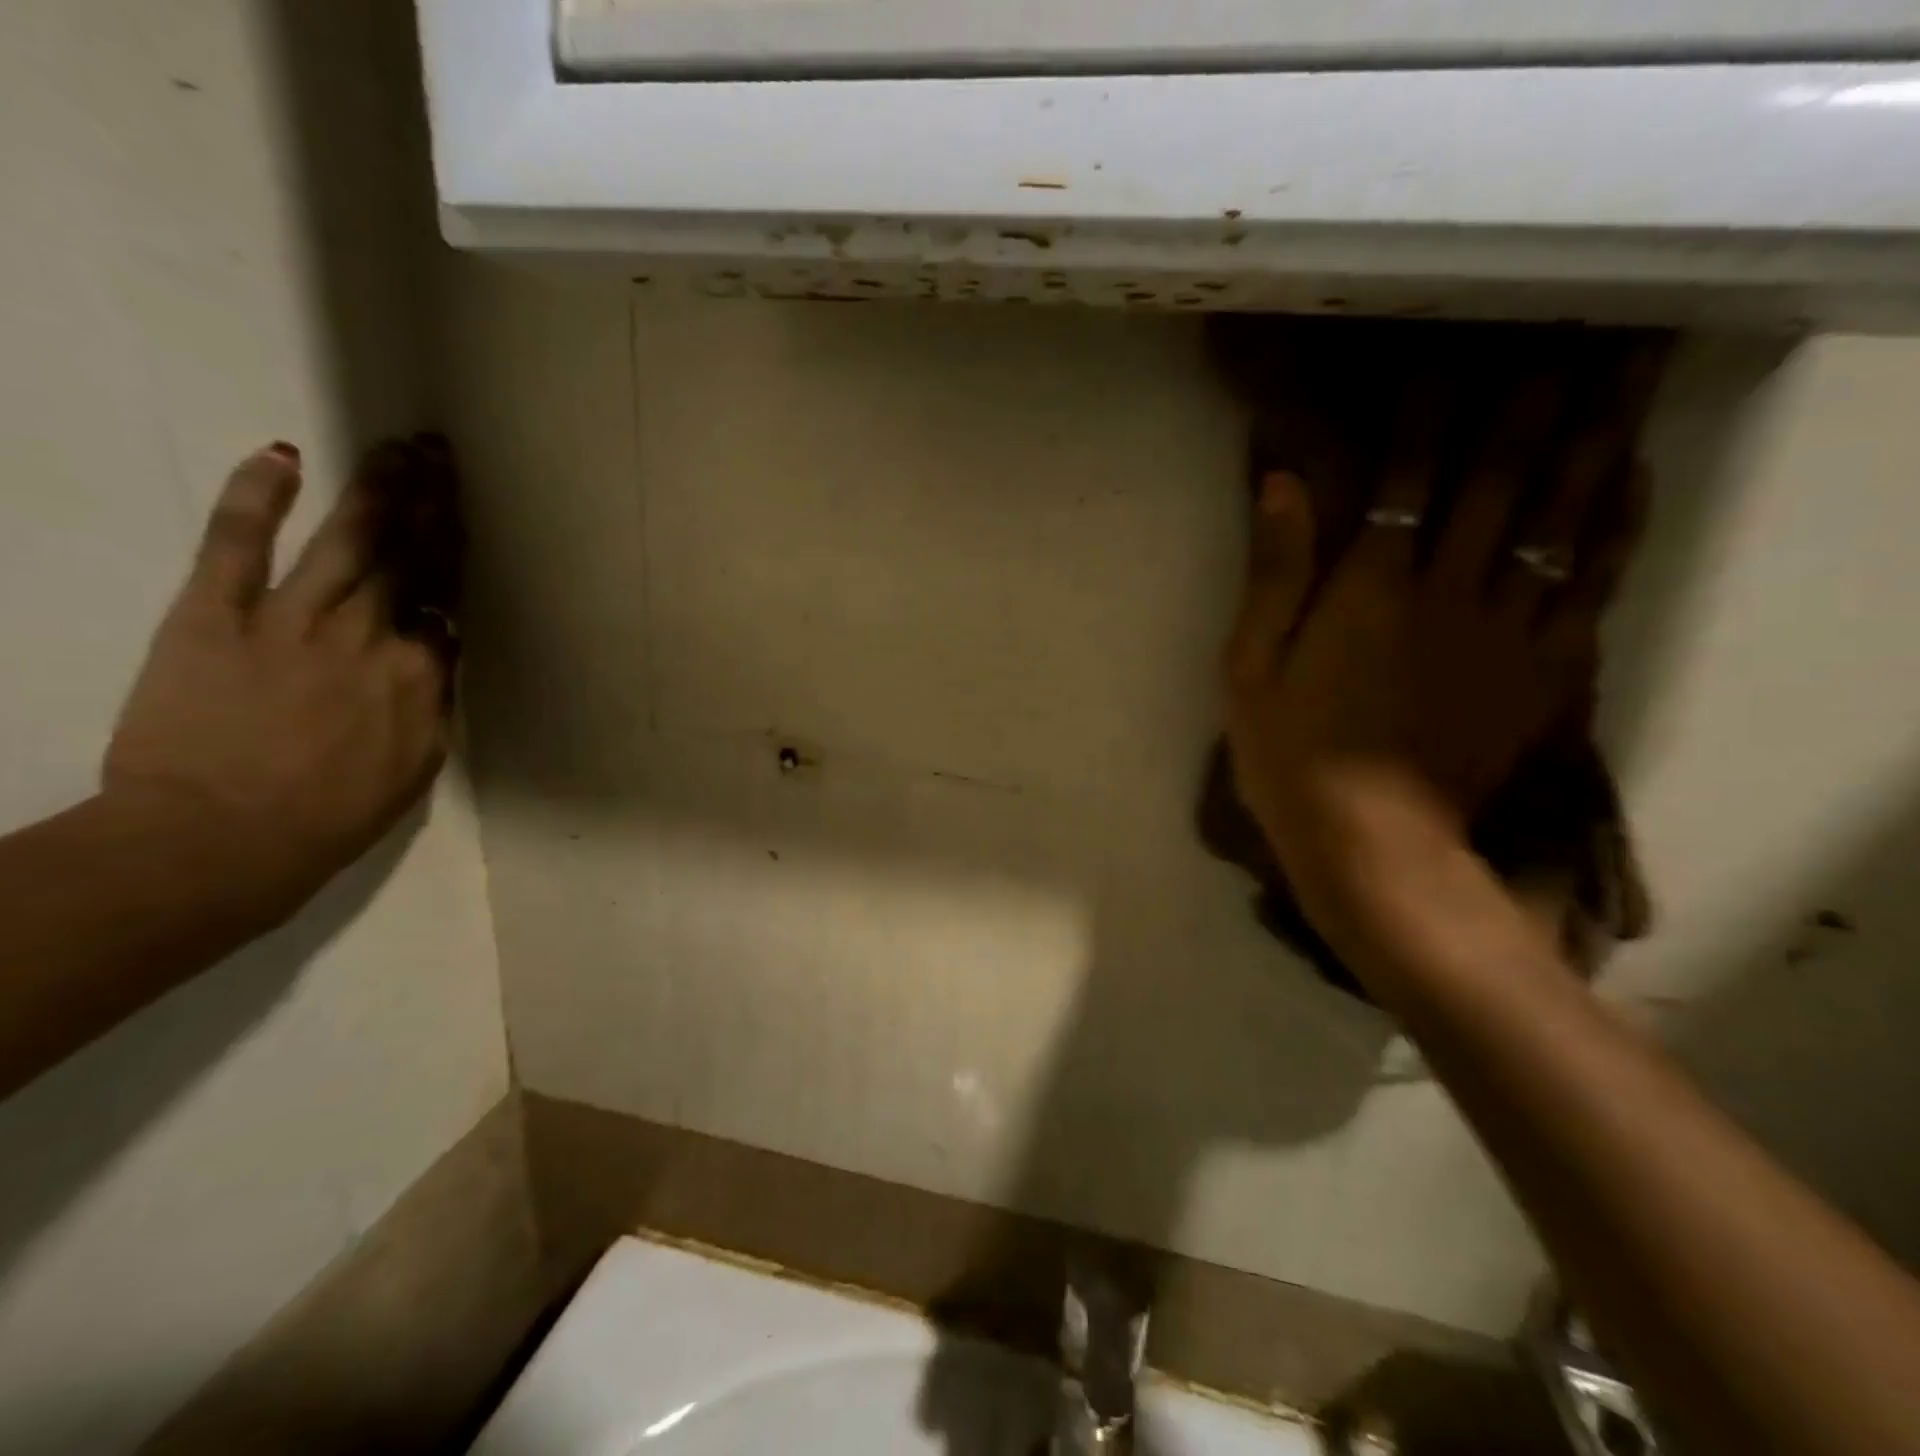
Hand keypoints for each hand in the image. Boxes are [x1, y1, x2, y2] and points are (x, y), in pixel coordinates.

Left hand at [103, 441, 457, 925]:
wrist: (222, 840)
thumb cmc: (333, 817)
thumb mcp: (416, 767)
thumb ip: (432, 707)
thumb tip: (438, 665)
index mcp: (421, 675)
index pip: (443, 605)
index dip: (455, 558)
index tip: (464, 519)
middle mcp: (371, 635)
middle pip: (409, 559)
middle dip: (430, 505)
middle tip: (443, 458)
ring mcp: (293, 619)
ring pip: (346, 541)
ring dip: (376, 491)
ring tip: (398, 449)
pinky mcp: (216, 615)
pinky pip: (237, 545)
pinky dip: (255, 498)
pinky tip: (281, 457)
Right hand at [1223, 353, 1653, 887]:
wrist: (1372, 842)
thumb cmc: (1291, 753)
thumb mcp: (1250, 667)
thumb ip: (1274, 573)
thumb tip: (1283, 483)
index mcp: (1370, 588)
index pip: (1409, 475)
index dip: (1430, 410)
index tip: (1446, 354)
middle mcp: (1449, 591)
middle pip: (1500, 481)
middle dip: (1529, 405)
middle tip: (1563, 339)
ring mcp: (1507, 630)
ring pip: (1561, 519)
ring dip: (1589, 443)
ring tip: (1619, 379)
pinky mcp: (1543, 671)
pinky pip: (1593, 586)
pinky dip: (1617, 528)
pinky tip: (1631, 482)